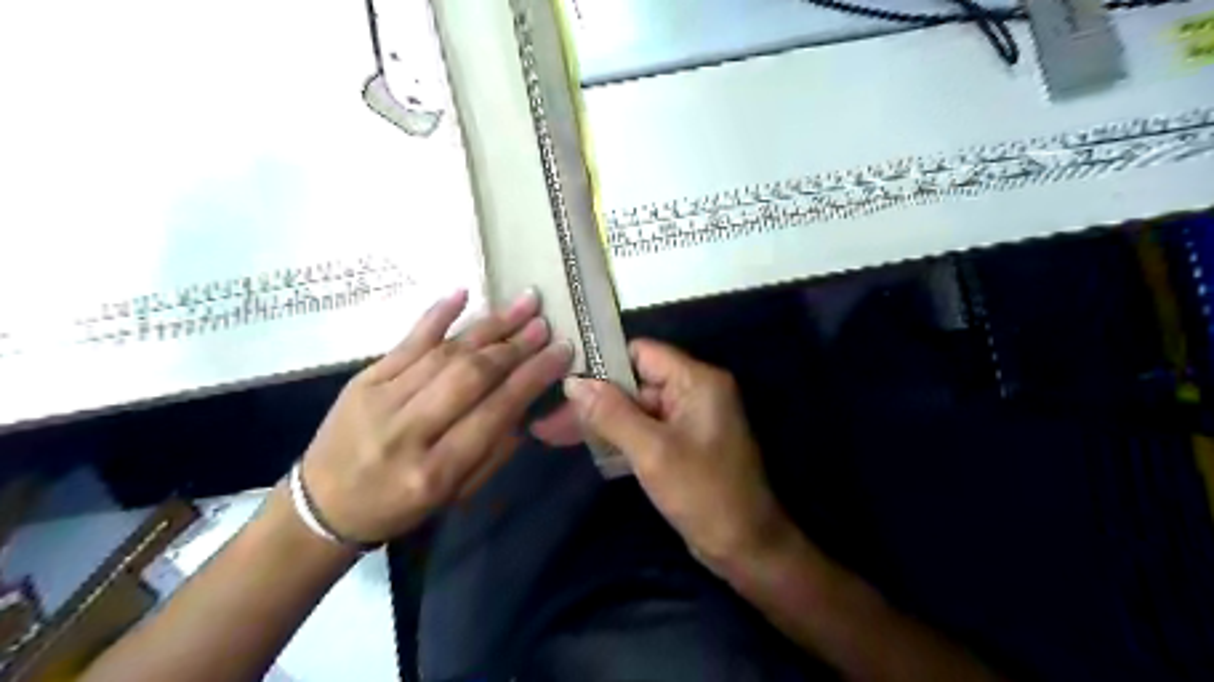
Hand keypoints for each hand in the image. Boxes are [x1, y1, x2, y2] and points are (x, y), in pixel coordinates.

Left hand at [298, 290, 574, 546]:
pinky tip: (463, 293)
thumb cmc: (398, 508)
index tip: (561, 352)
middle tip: (545, 325)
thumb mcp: (455, 496)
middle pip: (471, 376)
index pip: (494, 412)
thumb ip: (494, 452)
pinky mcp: (363, 379)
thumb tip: (527, 403)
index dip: (532, 378)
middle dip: (515, 347)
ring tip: (523, 304)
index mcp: (436, 471)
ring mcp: (381, 399)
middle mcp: (408, 431)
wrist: (322, 507)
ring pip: (445, 353)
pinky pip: (406, 341)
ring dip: (489, 326)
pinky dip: (437, 315)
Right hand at [536, 339, 792, 568]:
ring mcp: (688, 420)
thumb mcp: (653, 451)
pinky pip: (644, 430)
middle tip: (548, 419)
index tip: (563, 377)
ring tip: (552, 433)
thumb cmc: (704, 494)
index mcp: (696, 381)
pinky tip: (582, 445)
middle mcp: (693, 392)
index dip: (602, 362)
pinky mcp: (681, 444)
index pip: (641, 353)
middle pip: (634, 384)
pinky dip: (617, 437)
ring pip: (634, 409)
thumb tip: (573, 383)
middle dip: (593, 401)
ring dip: (599, 421)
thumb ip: (612, 413)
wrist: (746, 547)